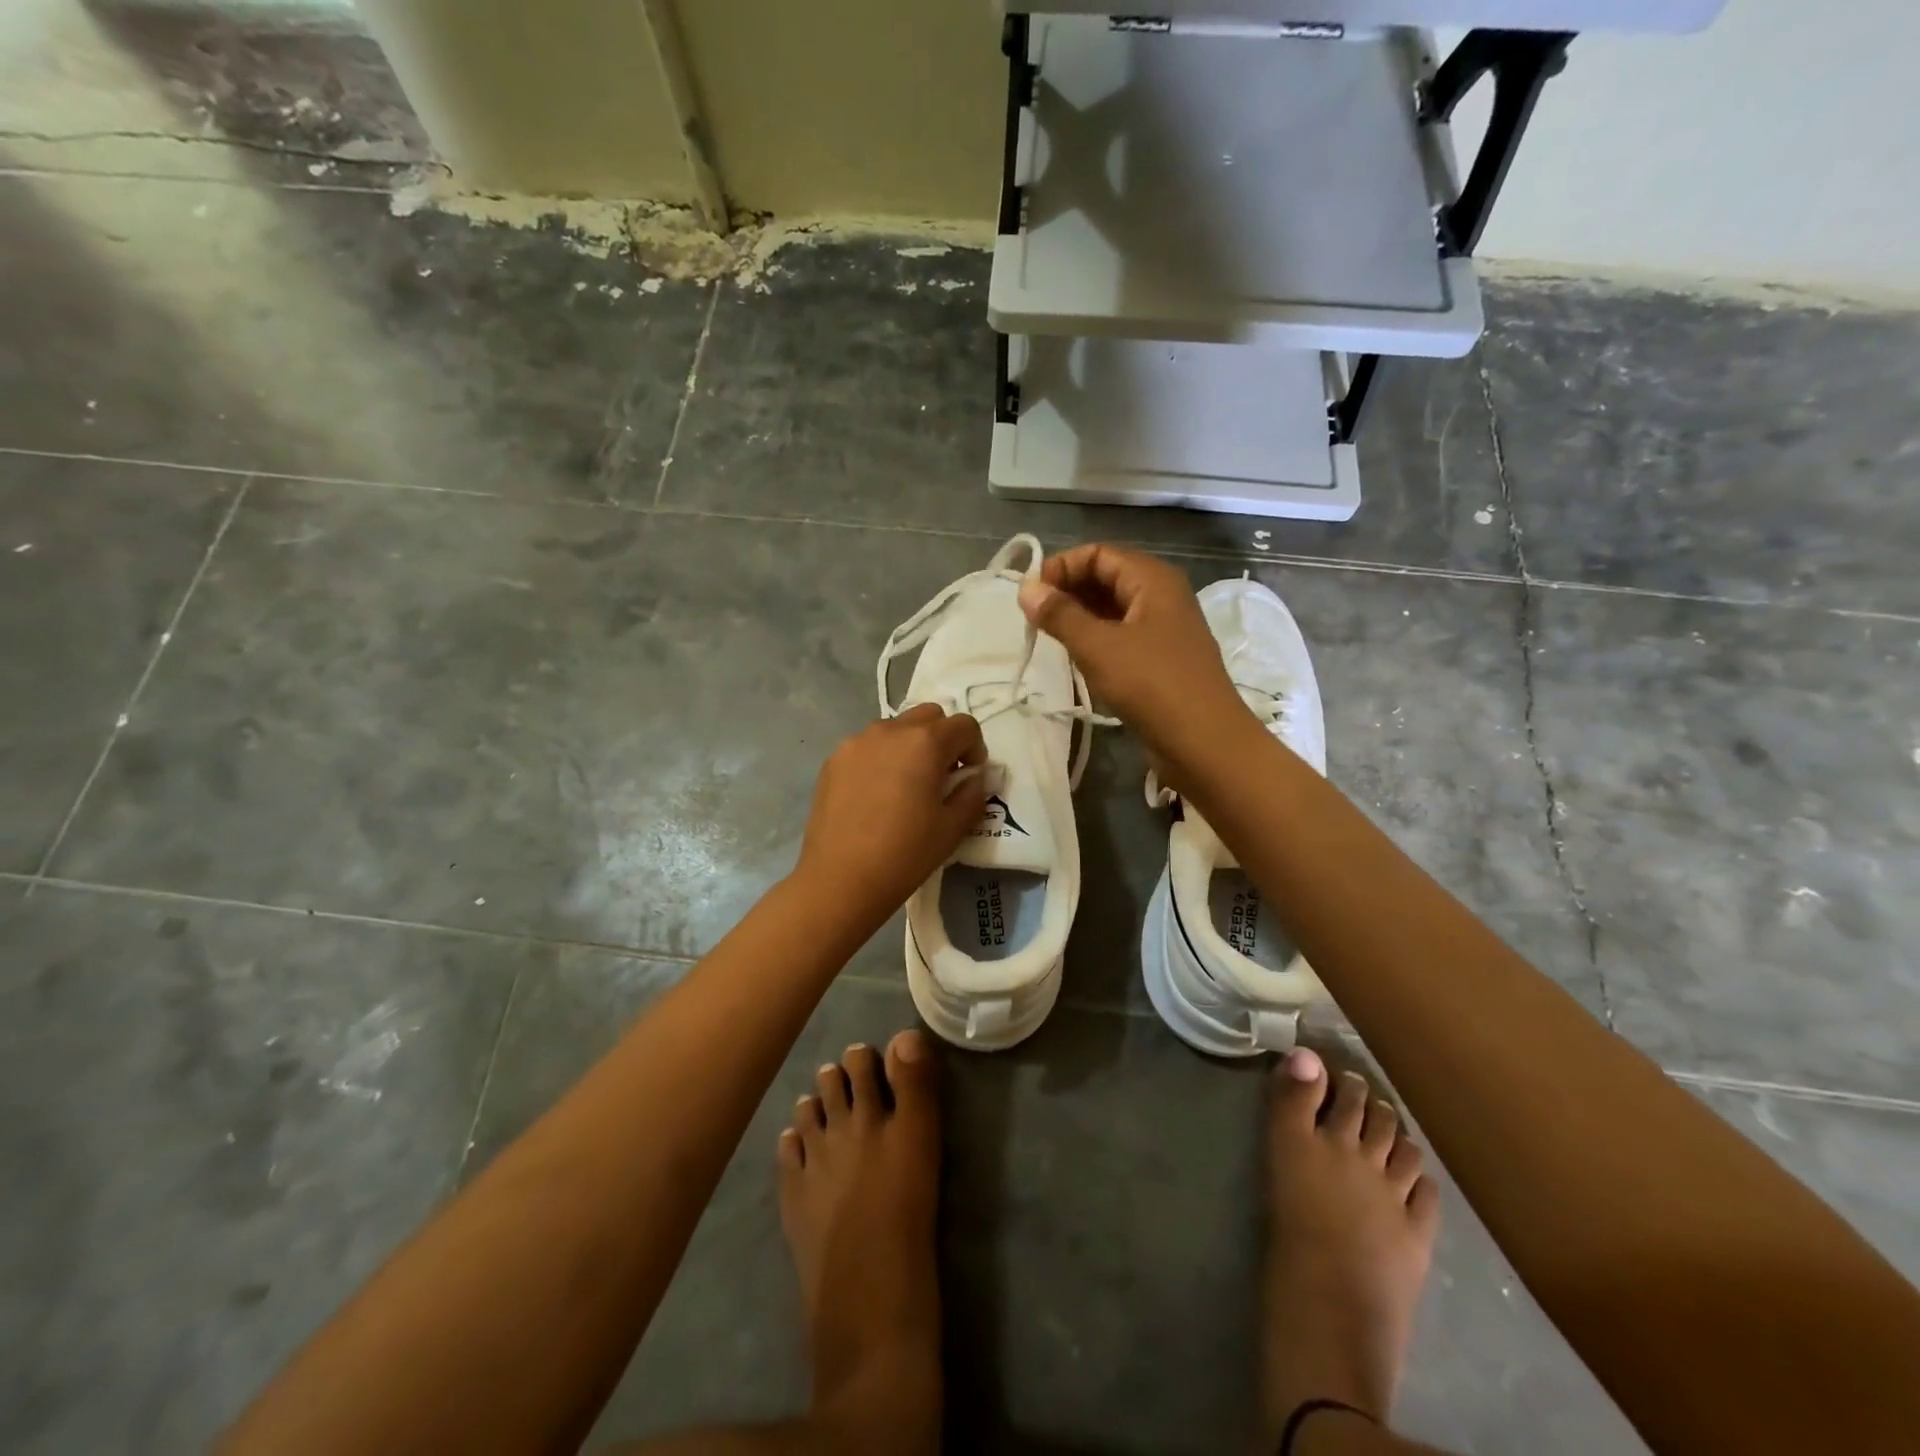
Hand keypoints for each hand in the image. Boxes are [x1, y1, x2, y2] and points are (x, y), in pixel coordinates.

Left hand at [794, 705, 987, 924]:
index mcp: (925, 742)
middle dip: (943, 738)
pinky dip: (881, 758)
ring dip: (910, 745)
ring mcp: (856, 742)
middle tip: (942, 775)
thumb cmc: (905, 854)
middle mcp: (890, 730)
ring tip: (906, 784)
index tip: (969, 775)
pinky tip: (877, 794)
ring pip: (895, 728)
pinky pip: (867, 746)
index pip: (964, 725)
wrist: (840, 879)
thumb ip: (972, 794)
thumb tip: (973, 778)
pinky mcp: (833, 760)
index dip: (975, 747)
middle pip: (929, 716)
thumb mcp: (952, 828)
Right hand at [1016, 543, 1253, 768]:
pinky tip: (1075, 658)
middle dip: (1068, 591)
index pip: (1098, 554)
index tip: (1029, 595)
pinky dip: (1096, 640)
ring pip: (1113, 609)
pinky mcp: (1161, 659)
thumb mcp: (1098, 647)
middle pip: (1107, 577)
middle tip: (1034, 618)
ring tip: (1048, 637)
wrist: (1204, 743)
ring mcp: (1164, 629)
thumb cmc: (1151, 685)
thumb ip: (1060, 615)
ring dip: (1079, 617)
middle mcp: (1162, 596)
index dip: (1061, 567)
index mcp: (1153, 579)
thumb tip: (1026, 588)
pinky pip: (1121, 636)